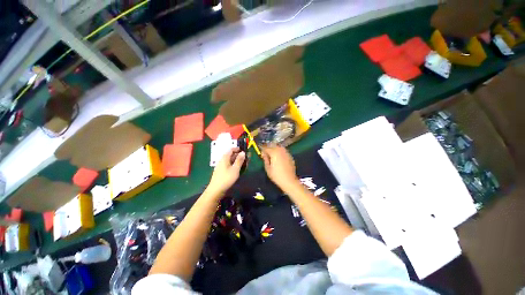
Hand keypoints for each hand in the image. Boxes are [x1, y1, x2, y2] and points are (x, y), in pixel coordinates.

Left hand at [207, 148, 245, 195]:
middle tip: (247, 159)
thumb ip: (239, 160)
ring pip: (231, 161)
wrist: (216, 190)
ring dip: (238, 161)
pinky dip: (235, 166)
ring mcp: (222, 166)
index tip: (245, 151)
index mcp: (225, 158)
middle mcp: (222, 161)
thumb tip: (243, 152)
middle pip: (231, 155)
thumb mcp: (235, 169)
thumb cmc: (226, 178)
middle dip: (239, 156)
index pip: (231, 150)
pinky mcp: (222, 172)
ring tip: (245, 164)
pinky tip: (239, 170)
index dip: (238, 149)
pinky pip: (229, 166)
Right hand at [261, 146, 299, 190]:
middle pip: (273, 146)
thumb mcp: (268, 168)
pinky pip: (283, 151)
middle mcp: (280, 150)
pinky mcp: (290, 156)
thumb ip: (265, 159)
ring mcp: (286, 152)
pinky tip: (278, 157)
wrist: (289, 180)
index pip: (266, 148)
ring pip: (279, 147)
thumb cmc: (276, 175)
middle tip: (265, 153)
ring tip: (272, 154)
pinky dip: (280, 152)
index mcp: (274, 152)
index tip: (260, 152)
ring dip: (274, 149)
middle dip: (268, 148)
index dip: (262, 149)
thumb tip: (263, 154)